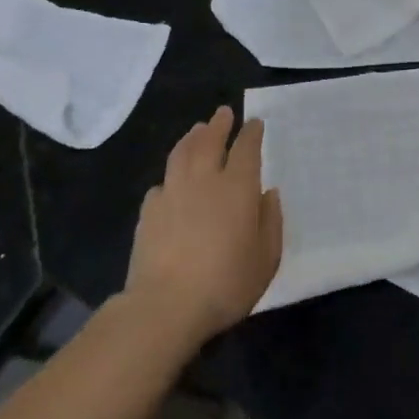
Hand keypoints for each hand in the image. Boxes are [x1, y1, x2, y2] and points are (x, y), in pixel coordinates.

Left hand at [125, 106, 282, 349]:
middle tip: (223, 113)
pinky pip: (162, 183)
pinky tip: (171, 182)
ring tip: (197, 130)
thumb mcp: (266, 258)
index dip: (251, 133)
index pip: (246, 149)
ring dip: (191, 138)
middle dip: (218, 124)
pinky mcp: (148, 212)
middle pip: (209, 141)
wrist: (166, 306)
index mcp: (237, 187)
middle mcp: (204, 180)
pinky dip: (171, 175)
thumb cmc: (226, 283)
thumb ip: (270, 221)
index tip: (254, 122)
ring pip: (181, 154)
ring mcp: (172, 193)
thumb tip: (267, 194)